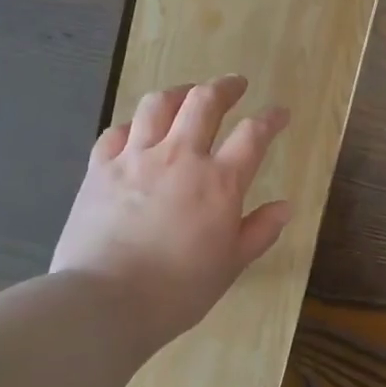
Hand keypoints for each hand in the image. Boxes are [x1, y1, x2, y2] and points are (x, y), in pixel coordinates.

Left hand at [51, 75, 290, 345]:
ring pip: (157, 105)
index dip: (271, 118)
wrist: (106, 302)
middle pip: (204, 102)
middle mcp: (180, 157)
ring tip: (186, 95)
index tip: (280, 113)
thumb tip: (285, 206)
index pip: (253, 134)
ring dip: (178, 93)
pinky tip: (138, 132)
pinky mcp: (100, 169)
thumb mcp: (231, 265)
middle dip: (225, 87)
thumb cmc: (178, 290)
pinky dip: (133, 125)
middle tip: (235, 85)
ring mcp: (135, 158)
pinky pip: (116, 131)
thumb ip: (259, 231)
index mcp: (219, 182)